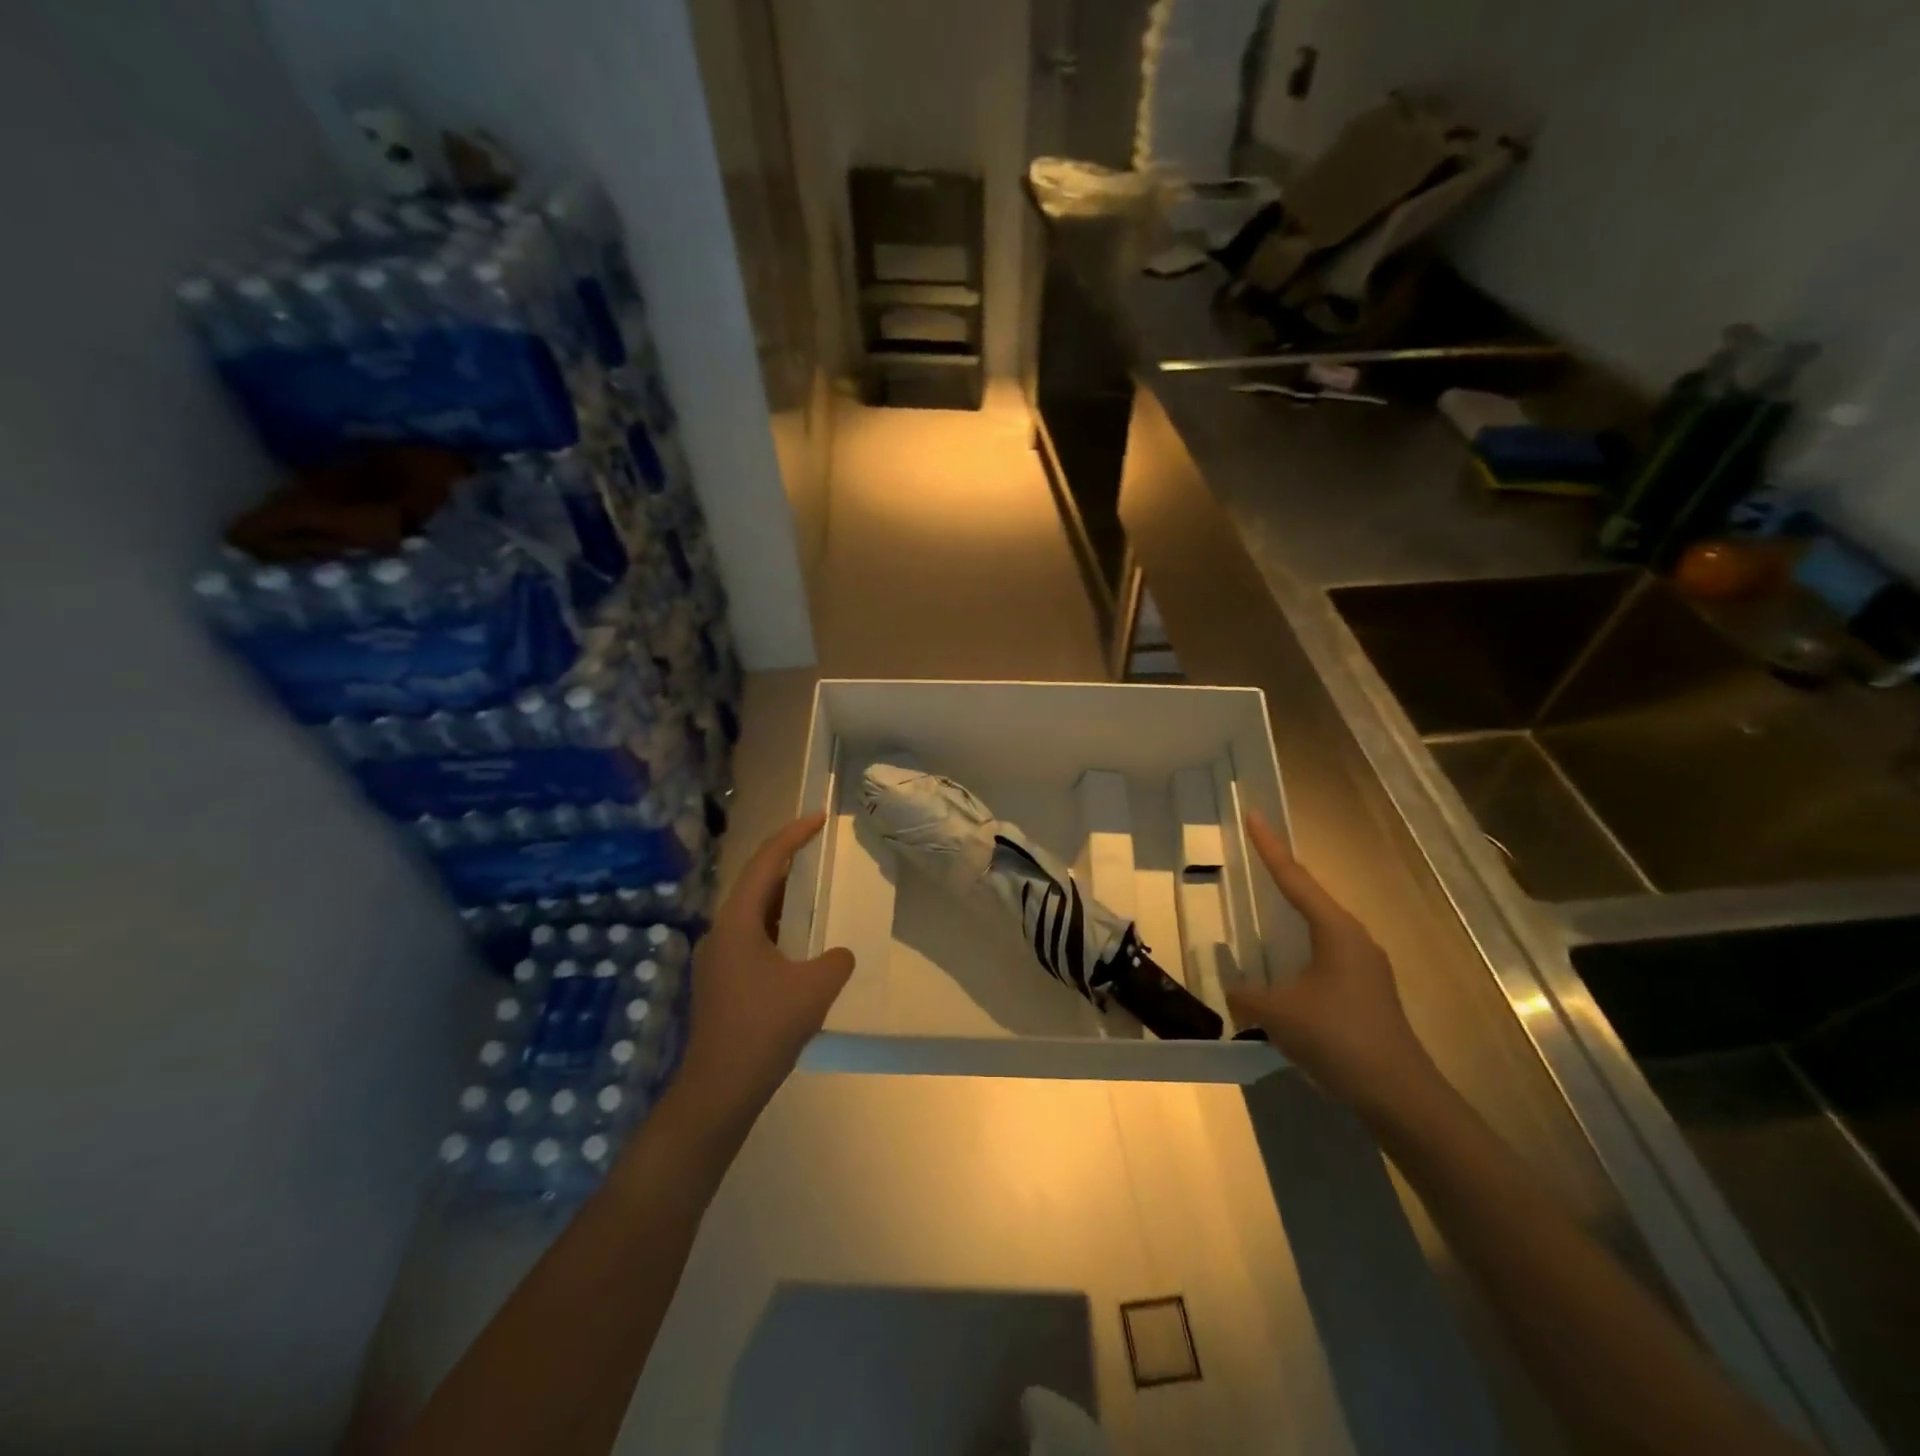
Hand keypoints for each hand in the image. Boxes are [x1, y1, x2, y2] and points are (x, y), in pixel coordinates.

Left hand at [672, 813, 855, 1133]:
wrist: (719, 1089)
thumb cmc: (764, 1028)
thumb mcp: (815, 988)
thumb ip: (836, 961)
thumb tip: (837, 955)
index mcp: (737, 922)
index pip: (765, 863)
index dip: (792, 835)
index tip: (818, 818)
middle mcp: (721, 932)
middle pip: (755, 883)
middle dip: (787, 862)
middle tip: (819, 848)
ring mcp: (717, 958)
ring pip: (753, 913)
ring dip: (783, 898)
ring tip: (815, 891)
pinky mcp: (720, 982)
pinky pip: (752, 938)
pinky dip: (778, 928)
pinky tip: (799, 943)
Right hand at [1227, 812, 1437, 1118]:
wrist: (1400, 1095)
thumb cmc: (1339, 1038)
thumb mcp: (1278, 1013)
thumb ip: (1246, 995)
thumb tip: (1233, 990)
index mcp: (1336, 931)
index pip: (1295, 878)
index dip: (1270, 847)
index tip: (1253, 815)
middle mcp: (1355, 939)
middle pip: (1311, 896)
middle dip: (1282, 875)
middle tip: (1253, 856)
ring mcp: (1365, 966)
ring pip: (1319, 928)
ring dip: (1291, 915)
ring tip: (1263, 906)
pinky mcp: (1366, 991)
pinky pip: (1324, 954)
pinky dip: (1299, 947)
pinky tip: (1282, 966)